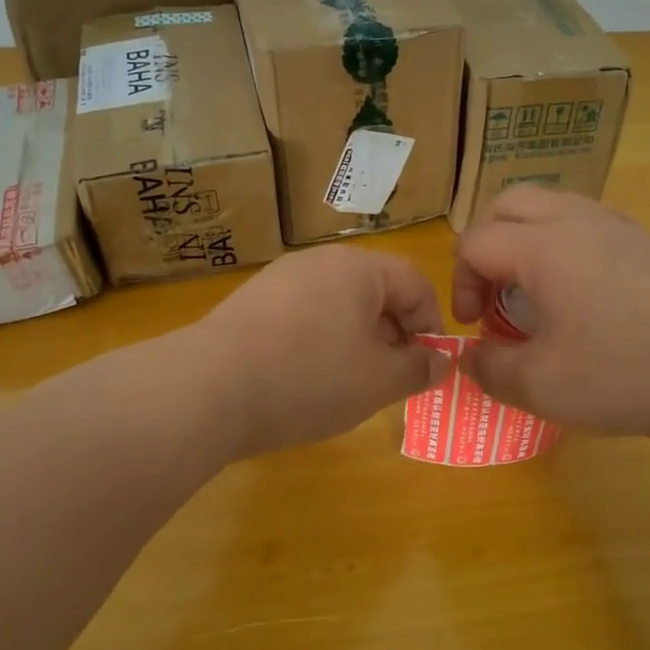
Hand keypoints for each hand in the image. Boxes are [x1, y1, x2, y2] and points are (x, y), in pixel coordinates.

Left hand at [189, 246, 446, 455]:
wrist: (208, 388)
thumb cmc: (309, 379)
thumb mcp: (378, 382)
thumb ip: (418, 369)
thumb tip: (441, 362)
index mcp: (358, 268)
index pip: (414, 282)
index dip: (430, 322)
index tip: (427, 363)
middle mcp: (319, 261)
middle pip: (374, 289)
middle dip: (393, 332)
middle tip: (392, 376)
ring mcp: (280, 278)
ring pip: (337, 303)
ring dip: (356, 338)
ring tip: (350, 381)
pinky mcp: (251, 301)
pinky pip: (303, 313)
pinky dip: (318, 339)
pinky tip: (305, 377)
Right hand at [453, 189, 649, 439]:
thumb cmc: (624, 373)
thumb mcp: (541, 386)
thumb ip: (490, 369)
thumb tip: (469, 358)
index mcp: (542, 247)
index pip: (476, 243)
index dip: (460, 283)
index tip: (474, 326)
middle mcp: (573, 220)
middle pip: (505, 205)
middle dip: (484, 244)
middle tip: (491, 292)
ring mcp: (613, 223)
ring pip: (546, 203)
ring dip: (520, 236)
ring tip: (528, 285)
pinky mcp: (641, 238)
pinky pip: (580, 217)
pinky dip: (558, 238)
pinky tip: (574, 284)